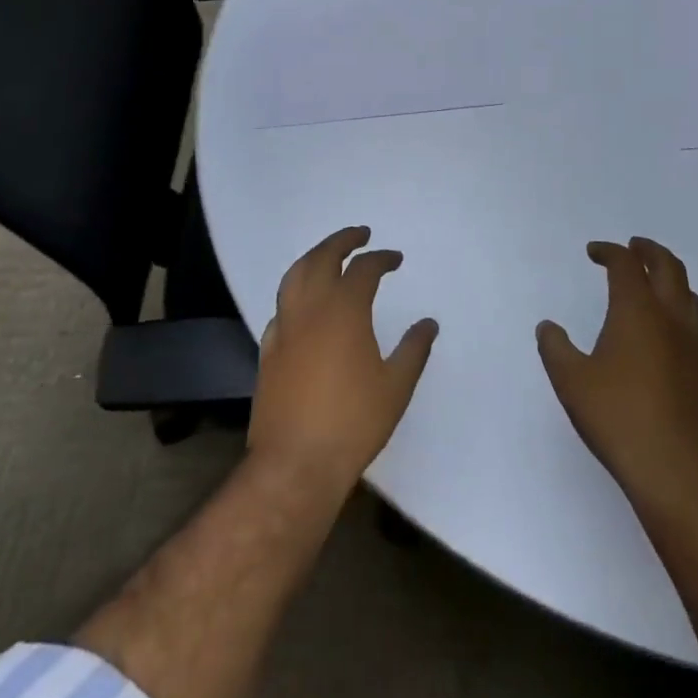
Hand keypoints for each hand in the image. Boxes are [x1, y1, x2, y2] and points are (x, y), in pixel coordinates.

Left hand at [248, 227, 439, 499]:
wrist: (296, 463)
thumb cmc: (353, 422)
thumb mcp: (396, 386)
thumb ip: (413, 349)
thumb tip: (428, 323)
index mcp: (345, 310)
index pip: (363, 269)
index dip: (381, 258)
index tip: (395, 258)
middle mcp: (311, 308)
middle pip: (322, 257)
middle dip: (342, 240)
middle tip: (359, 234)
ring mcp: (285, 327)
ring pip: (294, 275)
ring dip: (314, 257)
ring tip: (328, 254)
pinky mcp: (268, 349)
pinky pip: (281, 305)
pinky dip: (295, 290)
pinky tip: (303, 302)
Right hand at [538, 238, 697, 519]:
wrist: (677, 472)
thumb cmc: (617, 418)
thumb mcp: (570, 381)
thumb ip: (555, 348)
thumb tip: (548, 327)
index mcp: (637, 311)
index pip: (626, 264)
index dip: (609, 251)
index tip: (594, 251)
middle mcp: (671, 320)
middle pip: (669, 268)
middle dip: (650, 251)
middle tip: (634, 247)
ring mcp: (696, 349)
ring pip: (692, 299)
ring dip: (673, 282)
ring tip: (657, 285)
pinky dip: (682, 323)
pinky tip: (671, 342)